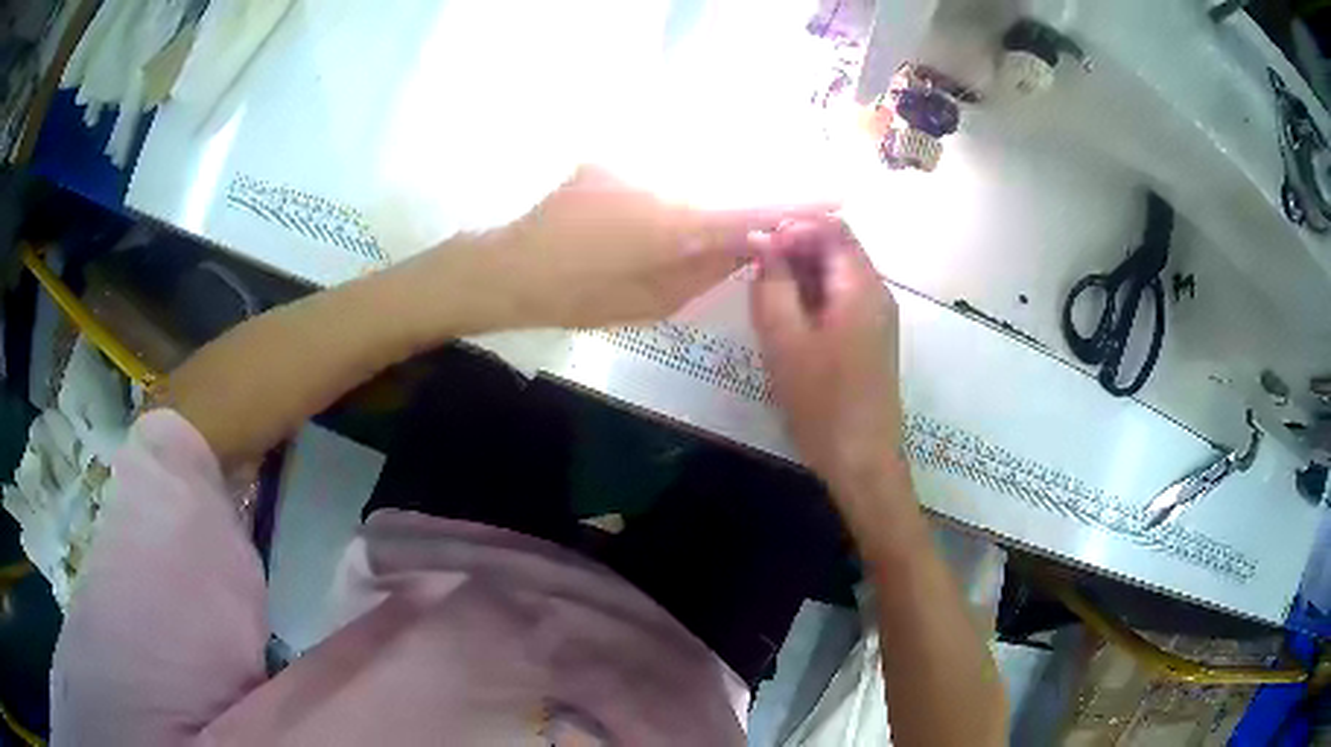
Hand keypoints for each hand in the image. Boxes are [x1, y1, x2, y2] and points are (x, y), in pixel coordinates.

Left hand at [482, 166, 826, 327]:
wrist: (509, 268)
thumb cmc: (580, 297)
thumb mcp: (654, 300)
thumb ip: (710, 266)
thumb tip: (752, 242)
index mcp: (672, 222)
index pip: (753, 207)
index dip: (798, 201)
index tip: (839, 194)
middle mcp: (659, 177)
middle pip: (729, 180)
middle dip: (759, 198)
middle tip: (778, 222)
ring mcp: (632, 161)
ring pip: (697, 170)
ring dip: (720, 191)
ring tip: (723, 222)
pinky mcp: (612, 156)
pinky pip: (666, 166)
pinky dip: (684, 183)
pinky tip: (674, 208)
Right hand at [751, 219, 903, 498]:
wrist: (862, 460)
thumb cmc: (823, 401)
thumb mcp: (786, 341)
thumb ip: (772, 285)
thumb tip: (764, 242)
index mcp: (862, 285)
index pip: (832, 227)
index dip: (793, 227)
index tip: (757, 247)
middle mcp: (876, 292)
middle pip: (836, 248)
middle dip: (794, 250)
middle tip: (754, 274)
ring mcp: (876, 316)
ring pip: (836, 275)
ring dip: (800, 276)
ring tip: (765, 298)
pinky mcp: (870, 338)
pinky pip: (840, 301)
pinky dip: (812, 299)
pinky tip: (788, 322)